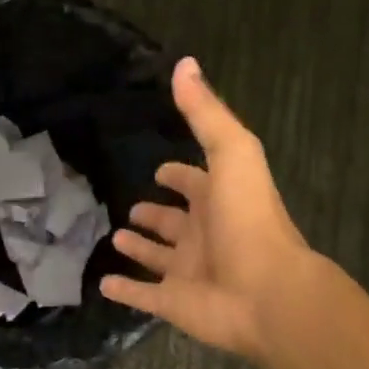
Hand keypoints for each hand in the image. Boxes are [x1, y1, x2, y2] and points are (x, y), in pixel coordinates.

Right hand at [101, 58, 320, 367]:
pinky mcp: (173, 303)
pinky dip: (124, 290)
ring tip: (116, 237)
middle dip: (156, 214)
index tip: (160, 170)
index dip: (179, 176)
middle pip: (176, 222)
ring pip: (159, 258)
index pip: (194, 183)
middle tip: (133, 207)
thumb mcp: (232, 153)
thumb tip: (184, 64)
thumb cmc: (248, 219)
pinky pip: (143, 296)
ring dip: (140, 248)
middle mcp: (203, 235)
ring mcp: (188, 272)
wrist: (266, 292)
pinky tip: (103, 284)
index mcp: (218, 201)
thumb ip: (205, 113)